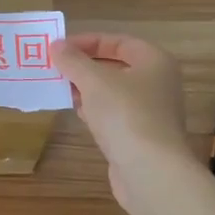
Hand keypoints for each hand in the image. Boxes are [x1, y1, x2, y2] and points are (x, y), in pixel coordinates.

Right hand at [52, 33, 193, 205]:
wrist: (151, 173)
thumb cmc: (126, 115)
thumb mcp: (94, 81)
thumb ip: (73, 61)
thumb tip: (56, 45)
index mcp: (155, 62)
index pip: (119, 41)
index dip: (88, 41)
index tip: (60, 48)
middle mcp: (158, 84)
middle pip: (116, 66)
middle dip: (85, 67)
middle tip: (56, 68)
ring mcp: (152, 112)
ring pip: (114, 92)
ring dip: (88, 89)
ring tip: (60, 89)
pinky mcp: (141, 137)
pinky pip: (115, 115)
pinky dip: (96, 111)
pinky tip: (78, 113)